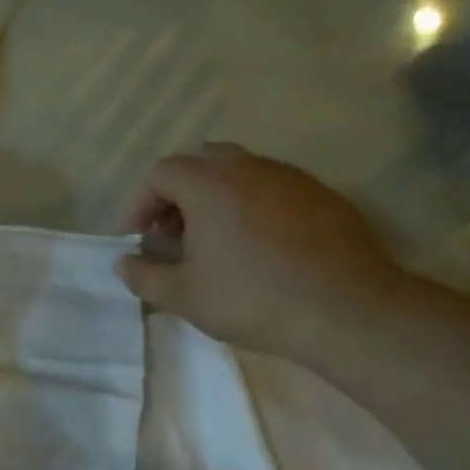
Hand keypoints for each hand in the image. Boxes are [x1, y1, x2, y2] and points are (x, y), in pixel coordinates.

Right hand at [116, 144, 403, 360]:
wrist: (346, 309)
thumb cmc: (250, 297)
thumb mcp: (182, 296)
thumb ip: (144, 276)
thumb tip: (123, 263)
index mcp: (210, 184)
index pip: (163, 172)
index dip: (141, 202)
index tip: (136, 236)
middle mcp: (250, 168)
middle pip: (202, 160)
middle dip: (178, 192)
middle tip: (171, 231)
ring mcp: (292, 179)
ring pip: (241, 171)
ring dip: (216, 197)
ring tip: (212, 240)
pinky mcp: (324, 197)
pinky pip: (274, 188)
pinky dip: (251, 206)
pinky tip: (256, 247)